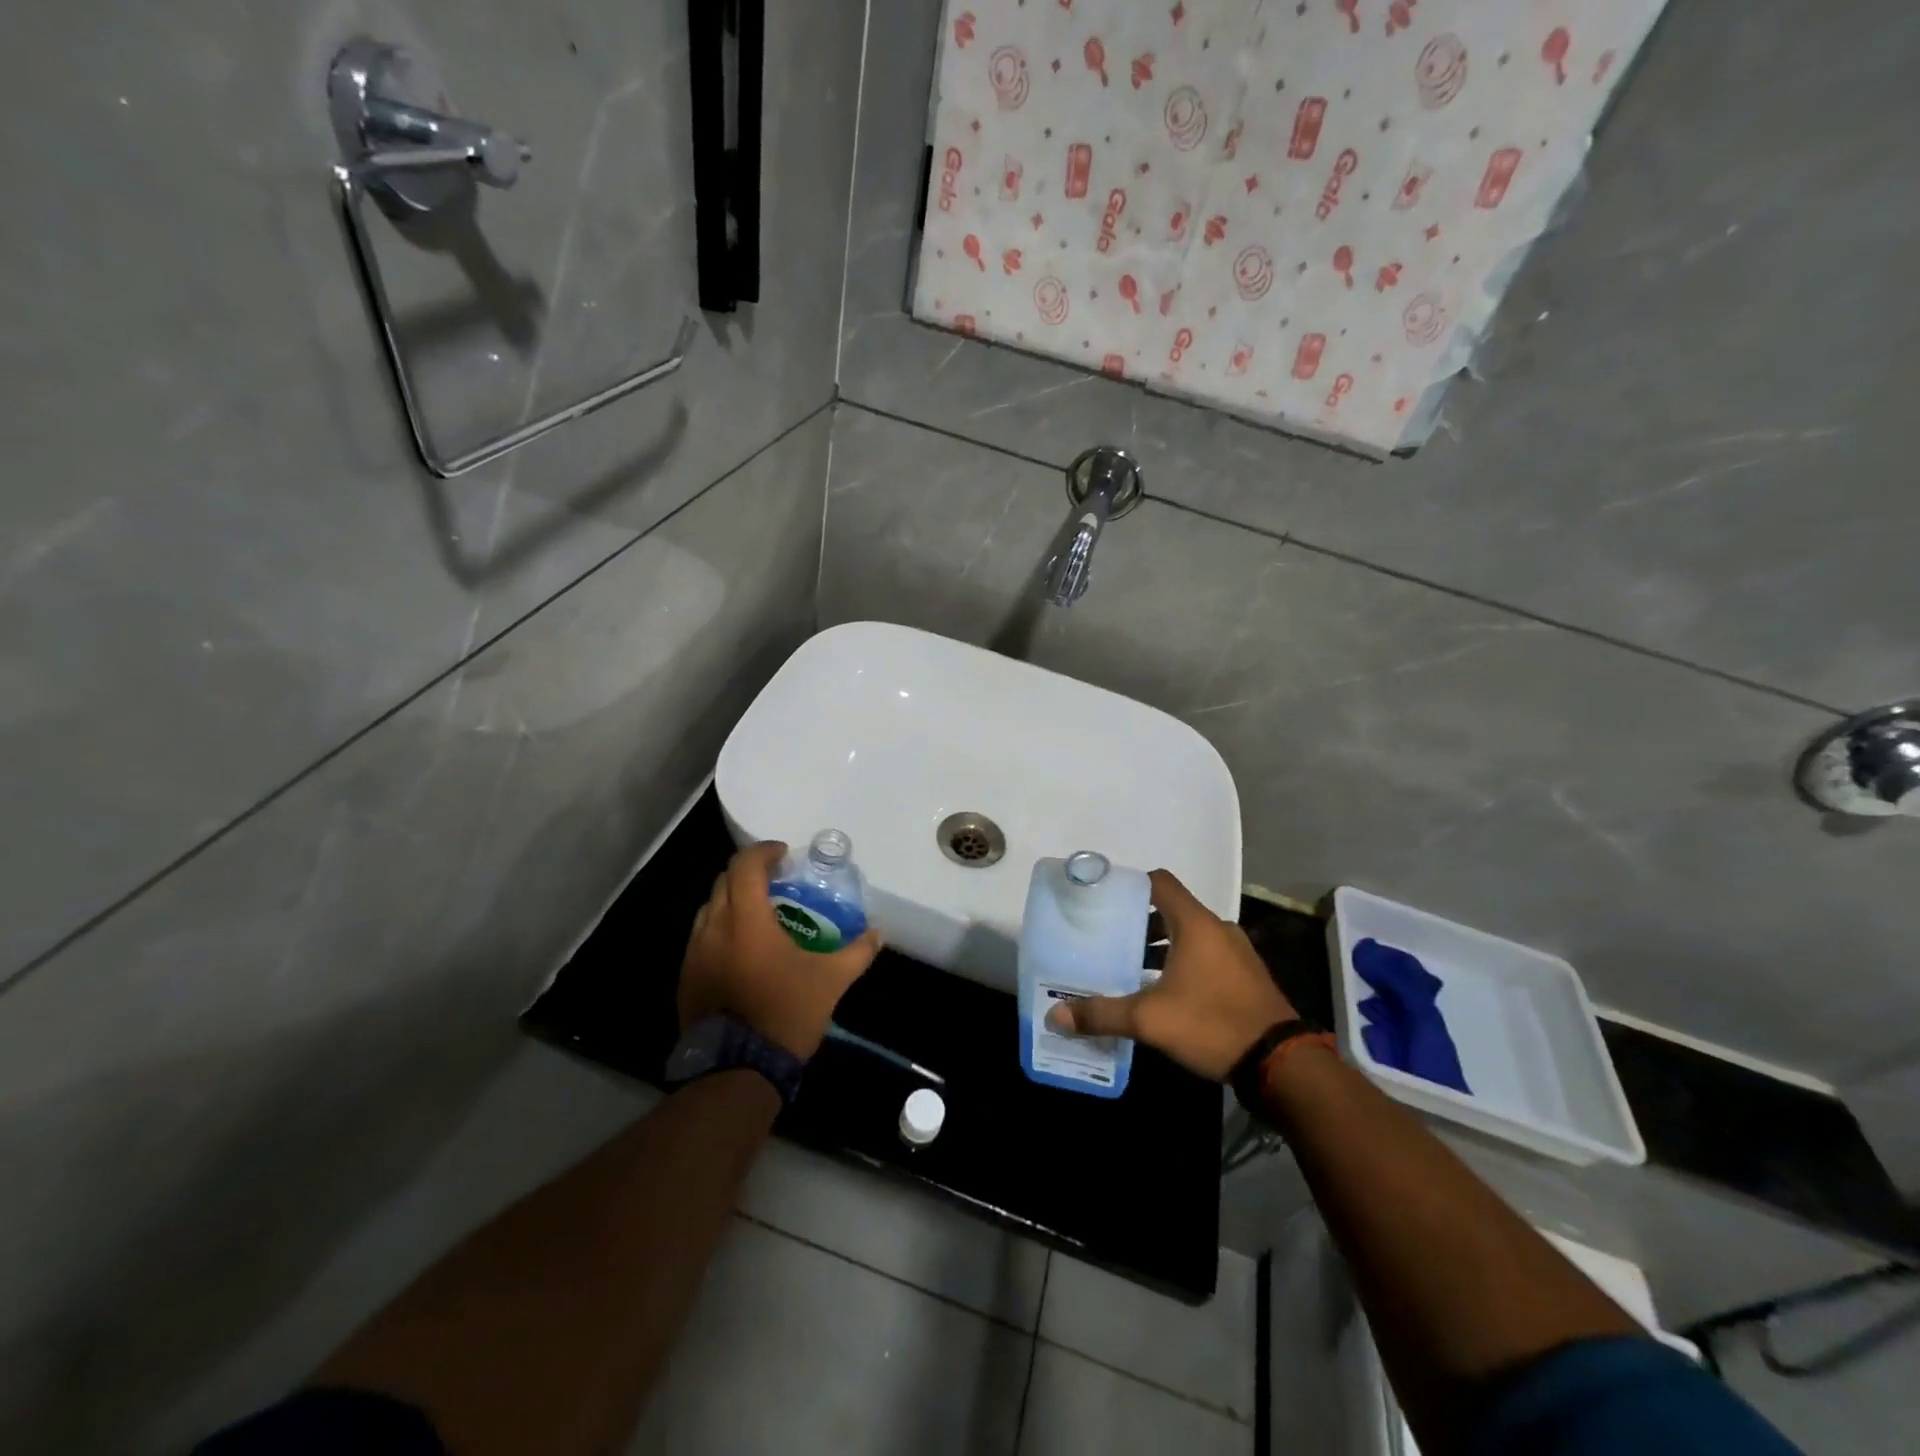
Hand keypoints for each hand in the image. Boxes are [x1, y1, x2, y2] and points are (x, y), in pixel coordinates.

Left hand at [678, 842, 881, 1059]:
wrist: (737, 1070)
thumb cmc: (786, 1013)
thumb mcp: (830, 982)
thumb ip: (857, 952)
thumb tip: (878, 934)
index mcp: (746, 920)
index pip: (745, 866)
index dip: (763, 852)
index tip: (783, 855)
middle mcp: (713, 928)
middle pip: (724, 881)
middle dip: (749, 874)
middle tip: (776, 882)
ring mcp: (694, 954)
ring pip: (709, 909)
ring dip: (732, 901)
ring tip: (759, 915)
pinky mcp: (685, 978)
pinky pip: (701, 938)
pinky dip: (721, 930)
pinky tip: (742, 951)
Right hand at [1047, 868, 1296, 1080]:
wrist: (1281, 1063)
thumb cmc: (1212, 1024)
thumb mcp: (1150, 1020)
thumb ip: (1102, 1014)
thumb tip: (1055, 1015)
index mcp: (1195, 923)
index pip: (1160, 882)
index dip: (1131, 884)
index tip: (1105, 899)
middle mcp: (1218, 928)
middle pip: (1172, 909)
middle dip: (1140, 922)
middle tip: (1110, 939)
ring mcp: (1237, 952)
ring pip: (1190, 935)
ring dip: (1162, 946)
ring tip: (1132, 968)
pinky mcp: (1247, 976)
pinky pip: (1207, 956)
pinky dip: (1183, 963)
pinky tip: (1165, 992)